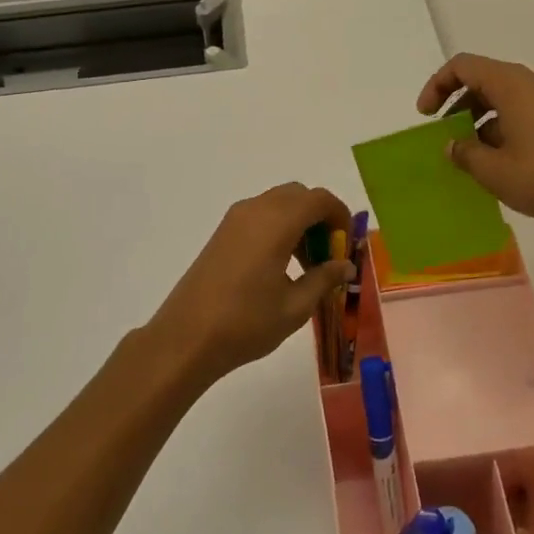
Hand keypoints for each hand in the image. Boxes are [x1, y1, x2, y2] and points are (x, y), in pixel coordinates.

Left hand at [146, 183, 351, 383]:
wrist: (186, 337)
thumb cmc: (246, 323)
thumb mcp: (295, 307)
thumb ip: (324, 279)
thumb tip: (345, 265)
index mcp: (276, 222)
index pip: (319, 199)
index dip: (339, 216)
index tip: (346, 246)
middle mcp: (255, 210)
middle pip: (298, 196)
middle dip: (319, 218)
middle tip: (328, 255)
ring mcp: (235, 220)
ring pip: (278, 204)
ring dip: (299, 223)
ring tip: (306, 267)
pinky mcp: (222, 233)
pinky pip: (260, 216)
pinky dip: (279, 228)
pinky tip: (280, 266)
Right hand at [417, 54, 533, 222]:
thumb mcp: (495, 171)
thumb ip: (465, 154)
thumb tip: (453, 146)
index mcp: (513, 83)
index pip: (463, 66)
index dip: (437, 86)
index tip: (426, 116)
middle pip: (485, 80)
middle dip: (459, 106)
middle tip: (447, 137)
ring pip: (507, 97)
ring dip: (483, 119)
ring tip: (474, 155)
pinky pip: (528, 109)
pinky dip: (507, 125)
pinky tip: (505, 159)